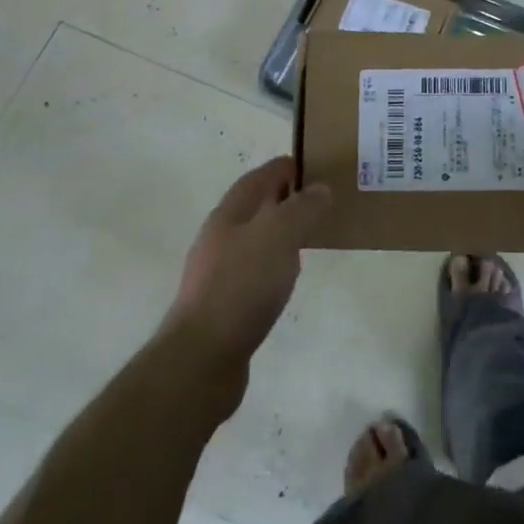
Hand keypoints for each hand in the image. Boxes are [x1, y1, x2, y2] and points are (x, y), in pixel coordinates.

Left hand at [163, 158, 330, 398]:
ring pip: (256, 238)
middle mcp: (220, 236)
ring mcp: (219, 271)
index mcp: (230, 213)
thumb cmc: (241, 286)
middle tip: (322, 200)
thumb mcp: (279, 236)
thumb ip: (302, 208)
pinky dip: (275, 263)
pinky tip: (289, 277)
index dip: (286, 167)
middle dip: (286, 197)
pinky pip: (255, 269)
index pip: (260, 176)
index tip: (317, 164)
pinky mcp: (225, 302)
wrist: (201, 358)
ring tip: (312, 235)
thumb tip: (320, 187)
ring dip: (281, 231)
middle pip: (256, 205)